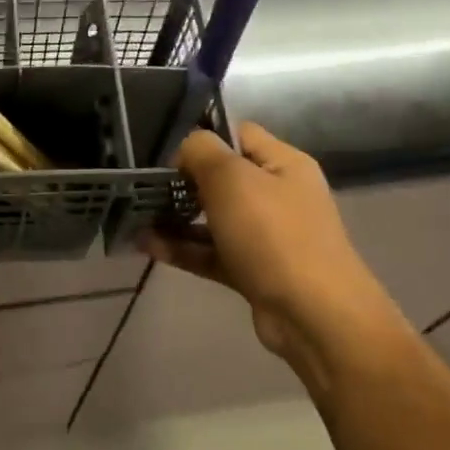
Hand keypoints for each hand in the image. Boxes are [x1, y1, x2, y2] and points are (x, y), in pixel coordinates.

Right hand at [144, 122, 414, 393]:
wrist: (313, 314)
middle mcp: (278, 195)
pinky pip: (210, 252)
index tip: (169, 157)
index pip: (239, 135)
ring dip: (176, 217)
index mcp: (283, 164)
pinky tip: (146, 245)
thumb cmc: (273, 235)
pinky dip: (181, 248)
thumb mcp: (232, 178)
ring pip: (213, 218)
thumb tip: (186, 150)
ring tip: (136, 217)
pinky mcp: (252, 270)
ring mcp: (266, 236)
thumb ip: (201, 151)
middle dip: (183, 181)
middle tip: (146, 188)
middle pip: (223, 178)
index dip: (203, 141)